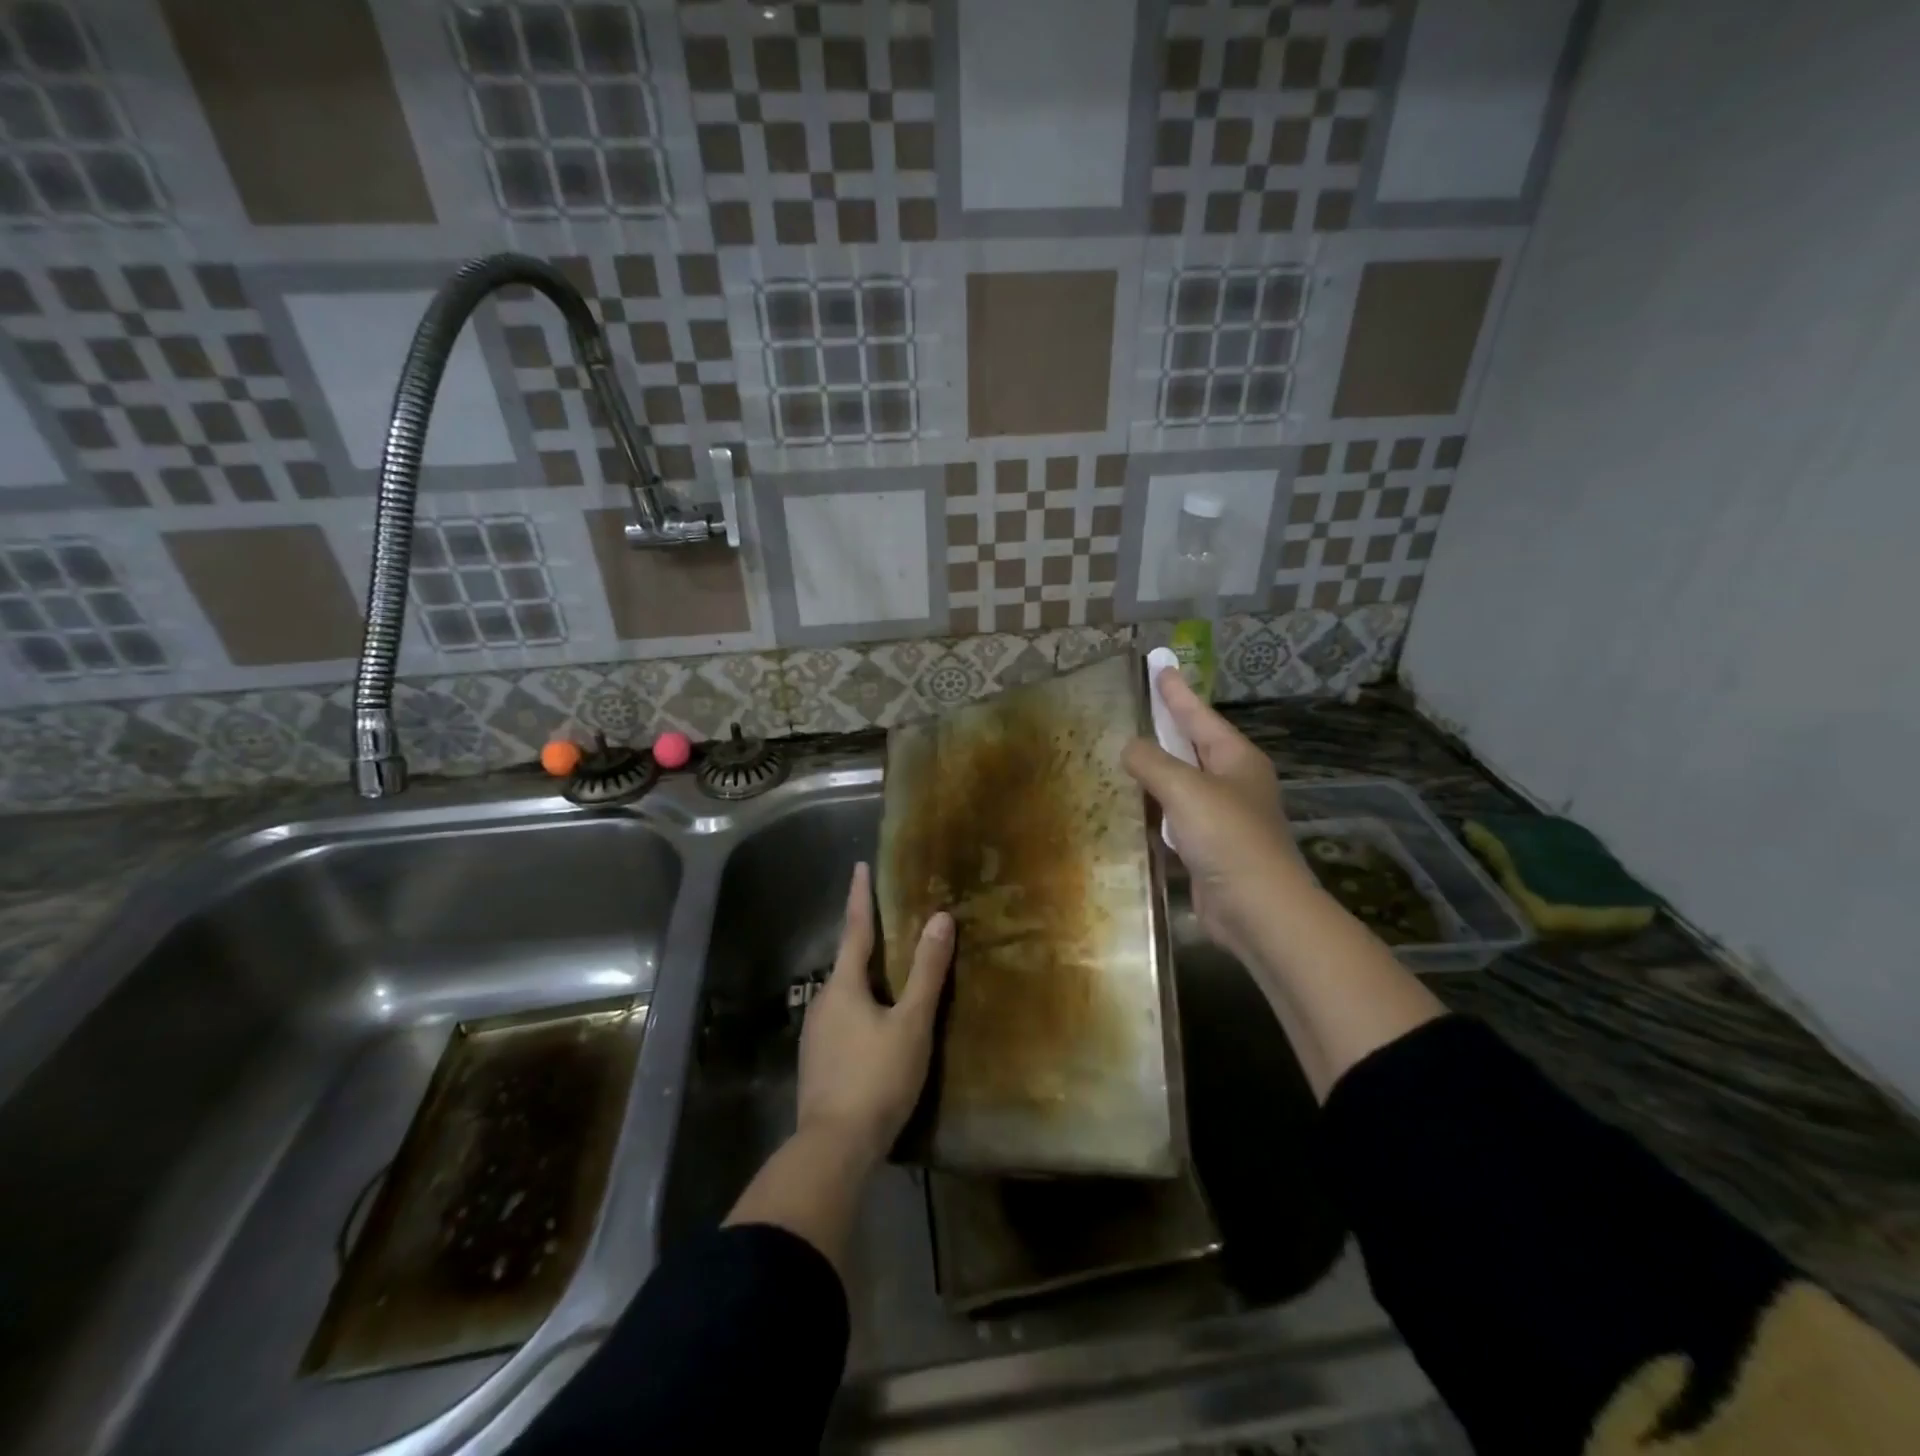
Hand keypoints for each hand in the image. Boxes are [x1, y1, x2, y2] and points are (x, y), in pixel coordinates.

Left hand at [796, 862, 952, 1167]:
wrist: (834, 1148)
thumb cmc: (877, 1078)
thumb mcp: (911, 1023)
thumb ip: (926, 971)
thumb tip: (940, 918)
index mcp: (843, 986)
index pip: (855, 929)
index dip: (860, 896)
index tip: (859, 866)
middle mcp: (822, 1002)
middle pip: (848, 963)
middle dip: (867, 942)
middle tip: (890, 926)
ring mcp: (815, 1035)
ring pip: (844, 995)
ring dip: (865, 981)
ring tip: (890, 978)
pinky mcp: (816, 1063)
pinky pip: (842, 1022)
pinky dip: (860, 1011)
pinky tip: (876, 1028)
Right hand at [1123, 668, 1315, 959]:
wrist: (1258, 911)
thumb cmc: (1227, 838)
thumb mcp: (1185, 790)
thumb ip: (1152, 762)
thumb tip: (1129, 748)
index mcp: (1236, 760)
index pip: (1199, 716)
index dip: (1176, 691)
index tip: (1160, 665)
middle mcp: (1233, 783)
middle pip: (1192, 746)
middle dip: (1166, 728)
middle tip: (1138, 707)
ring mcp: (1222, 818)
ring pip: (1181, 784)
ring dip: (1155, 772)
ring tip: (1123, 756)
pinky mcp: (1208, 849)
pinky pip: (1174, 819)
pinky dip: (1154, 811)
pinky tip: (1132, 809)